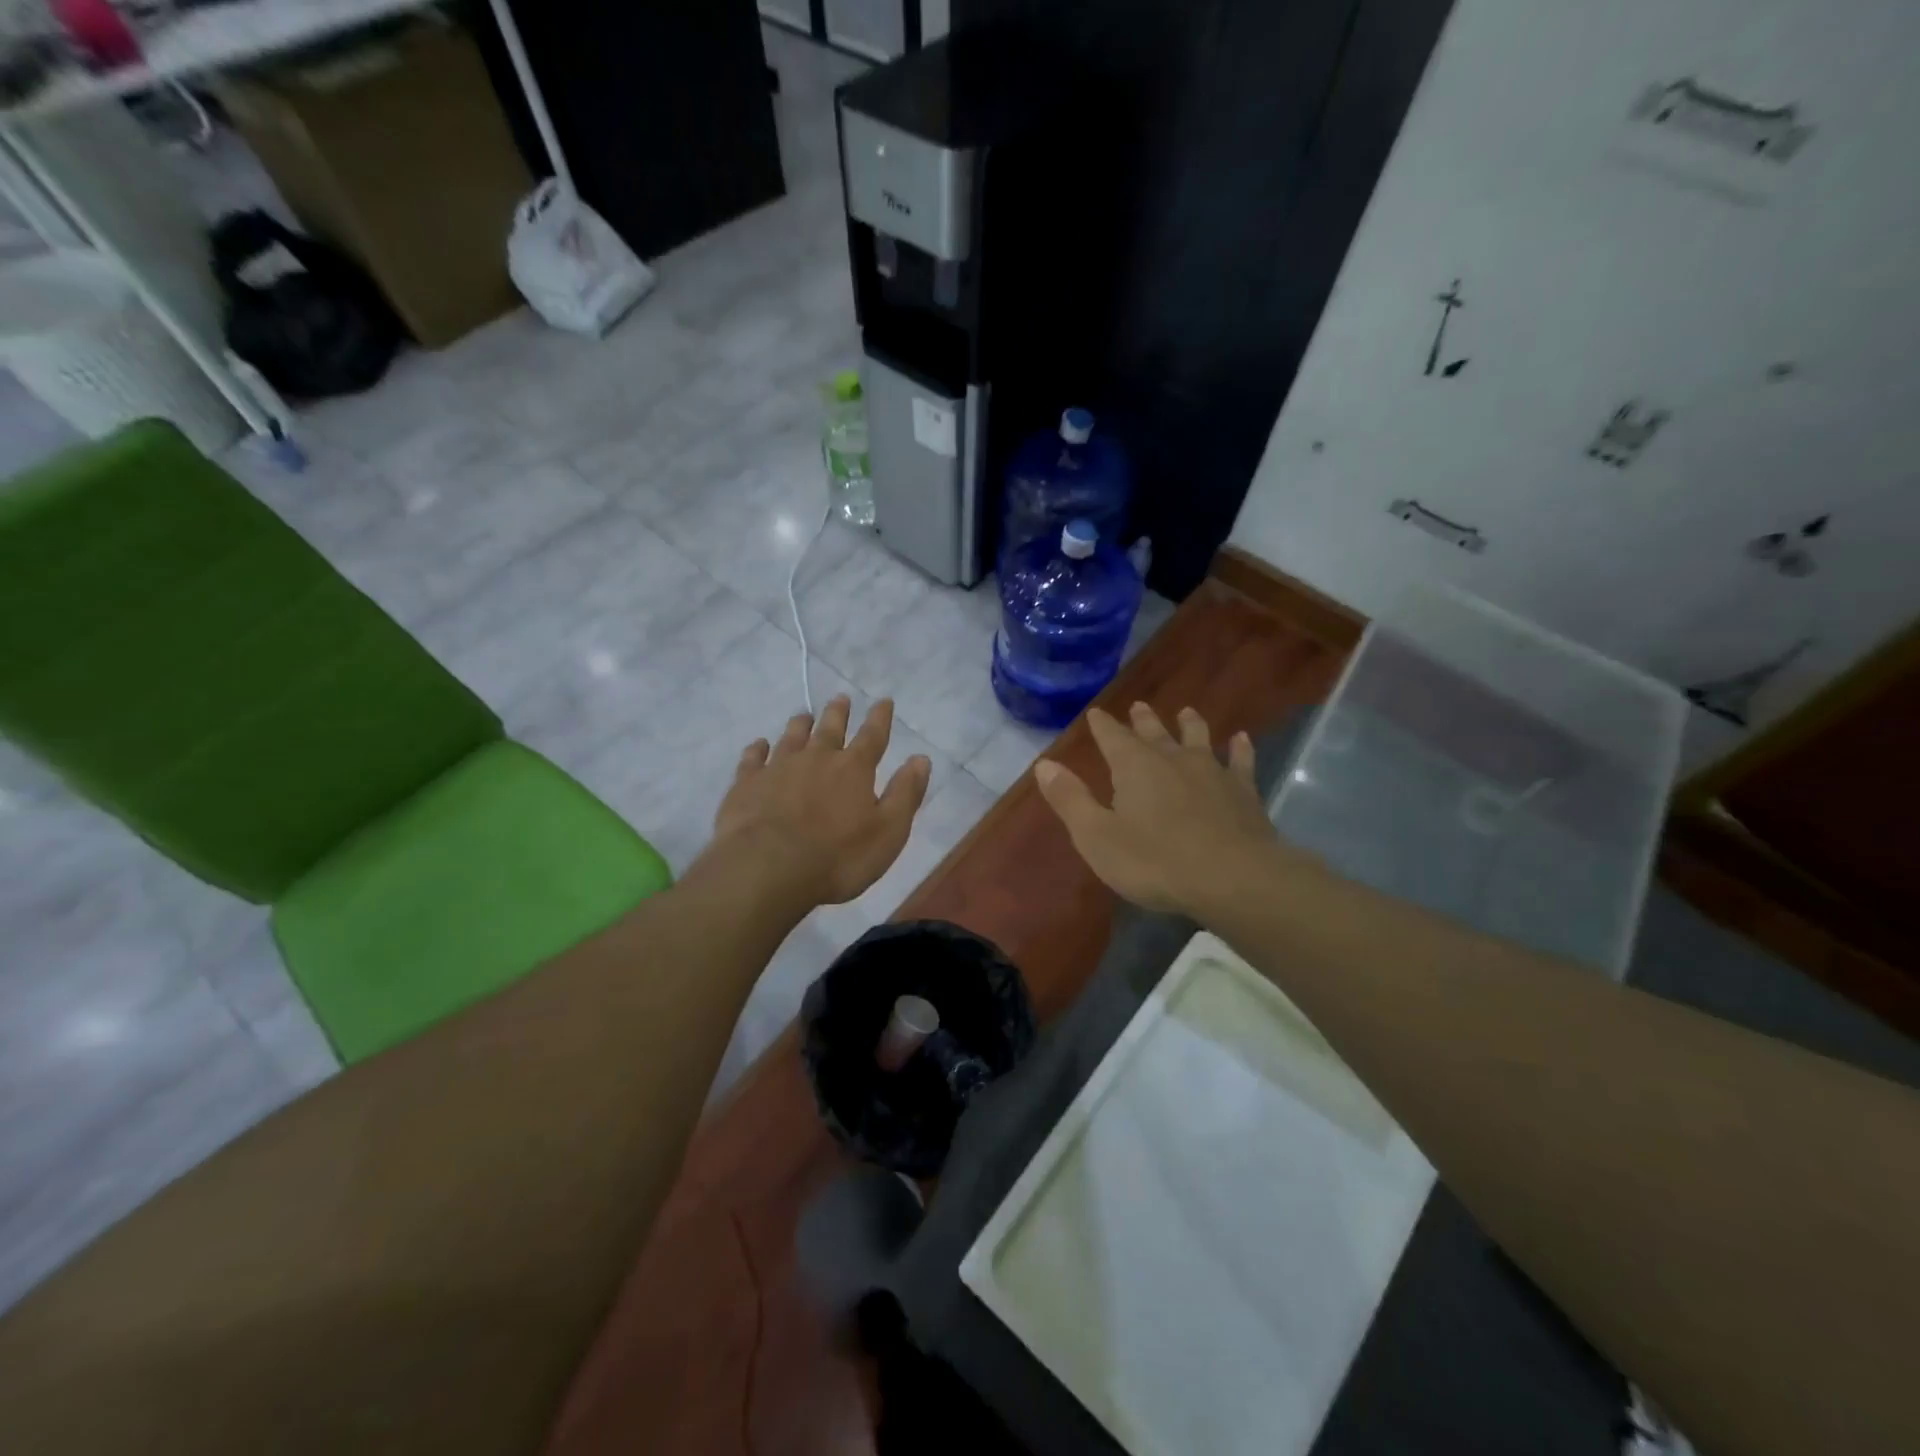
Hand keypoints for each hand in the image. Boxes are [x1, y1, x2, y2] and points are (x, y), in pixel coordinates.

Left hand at [709, 695, 932, 907]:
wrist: (768, 868)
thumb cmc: (838, 857)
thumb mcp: (889, 832)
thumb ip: (905, 794)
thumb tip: (921, 759)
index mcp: (854, 769)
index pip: (872, 736)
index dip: (880, 718)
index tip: (883, 701)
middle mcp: (817, 758)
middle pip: (830, 728)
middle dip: (838, 713)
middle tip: (841, 699)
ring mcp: (778, 768)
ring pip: (792, 736)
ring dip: (800, 725)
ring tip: (804, 715)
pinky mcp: (747, 784)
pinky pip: (753, 758)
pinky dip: (757, 749)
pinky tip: (759, 746)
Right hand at [1034, 703, 1277, 915]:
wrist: (1233, 877)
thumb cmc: (1155, 861)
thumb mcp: (1097, 836)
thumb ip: (1070, 799)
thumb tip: (1044, 764)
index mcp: (1133, 767)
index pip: (1112, 737)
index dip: (1102, 725)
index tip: (1096, 712)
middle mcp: (1172, 759)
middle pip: (1154, 732)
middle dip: (1142, 720)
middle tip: (1138, 706)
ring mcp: (1212, 771)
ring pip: (1198, 738)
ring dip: (1190, 724)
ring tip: (1186, 712)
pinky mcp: (1243, 791)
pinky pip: (1241, 761)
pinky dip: (1240, 748)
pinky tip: (1242, 739)